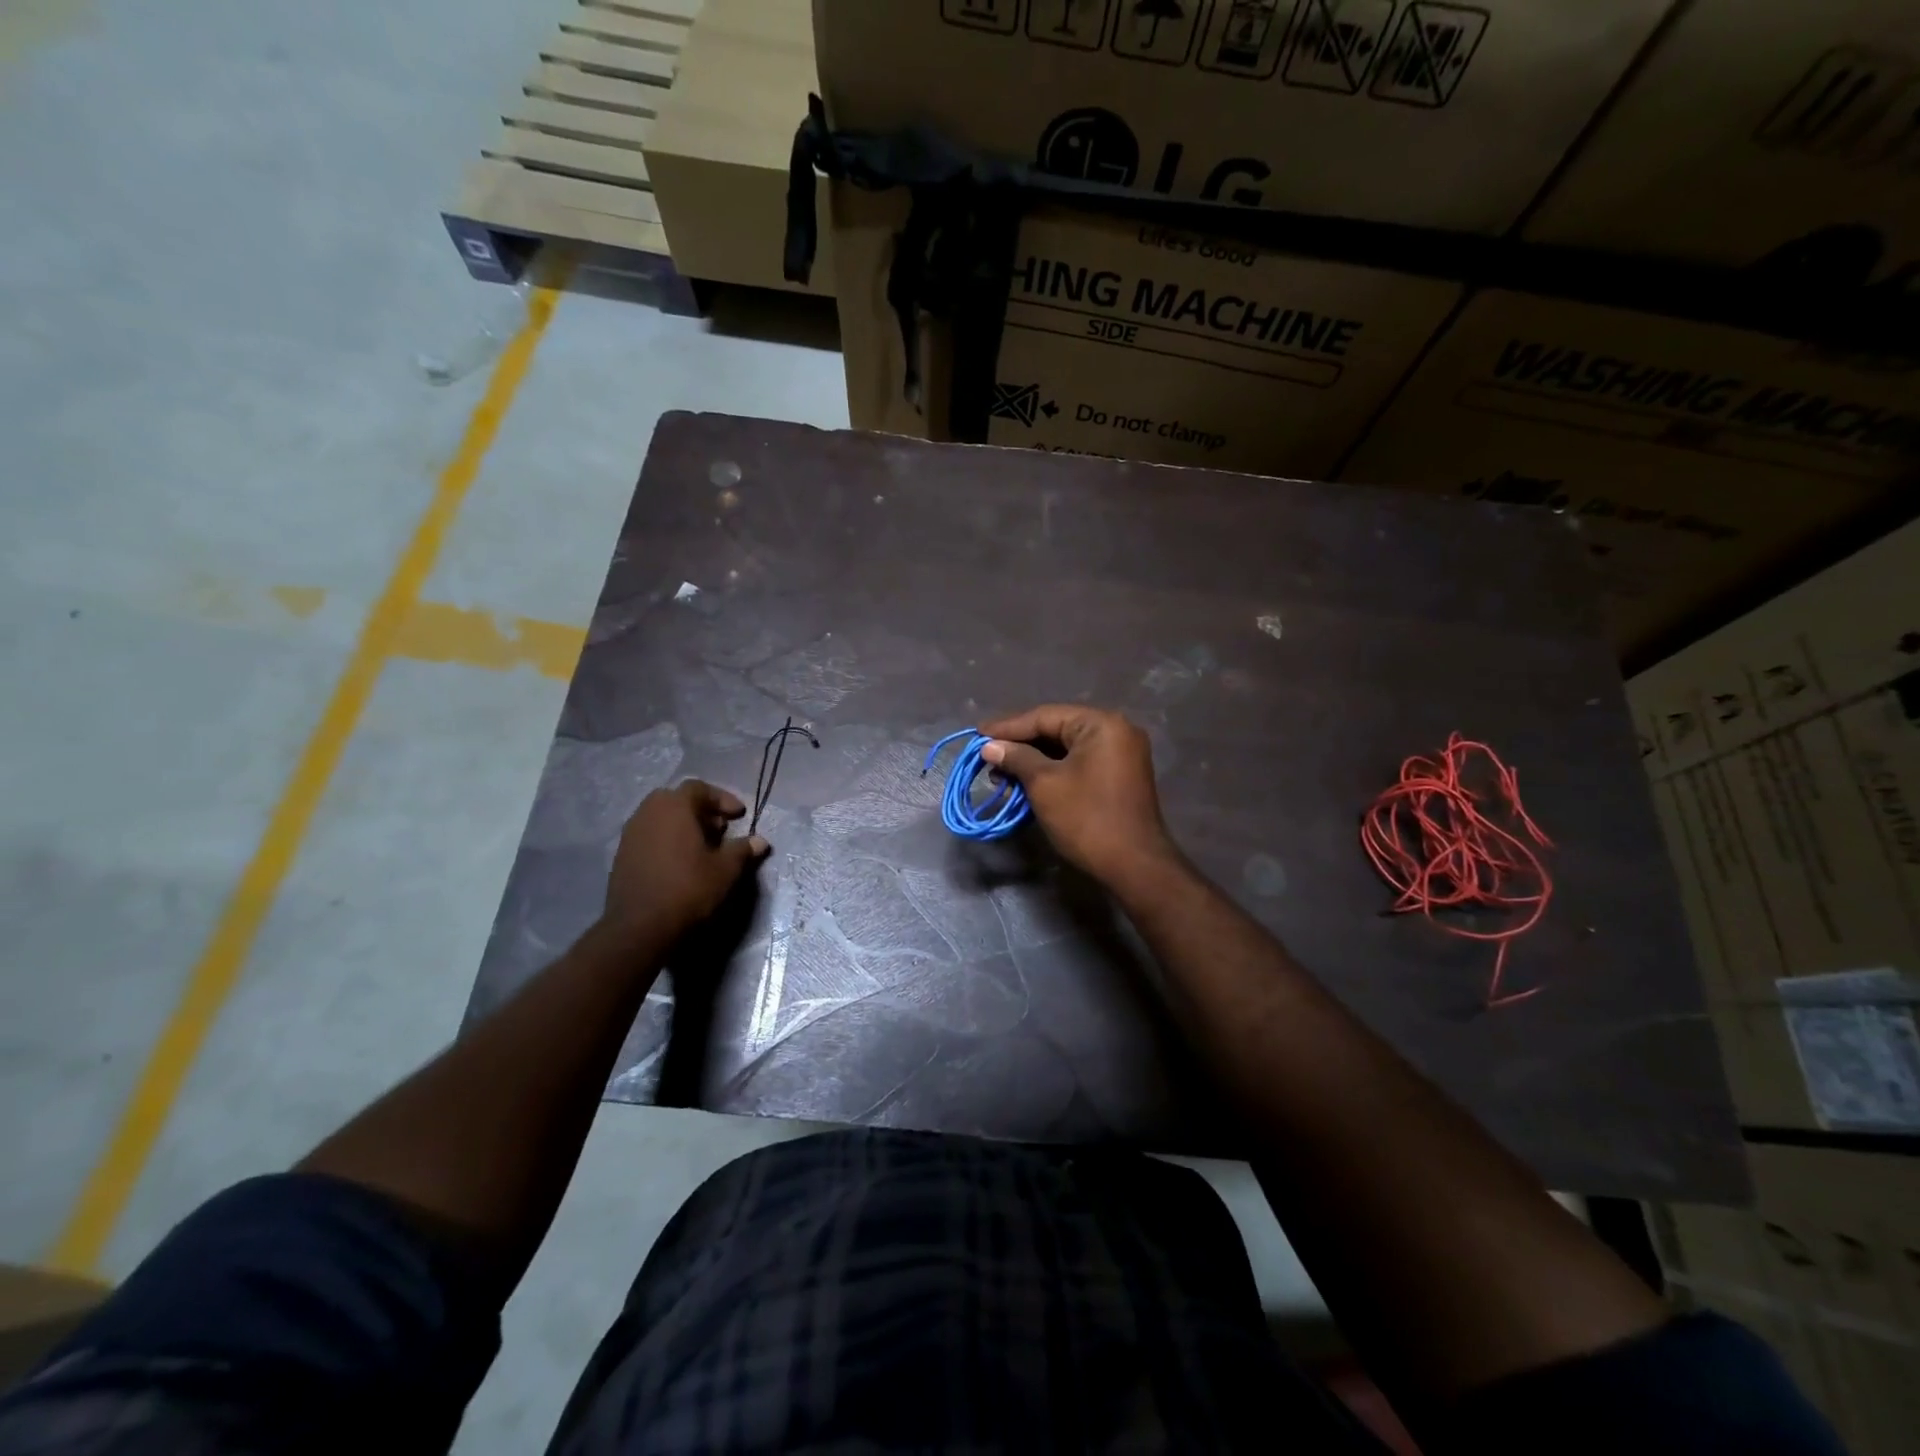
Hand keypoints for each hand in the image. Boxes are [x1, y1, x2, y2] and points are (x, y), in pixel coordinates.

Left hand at [604, 781, 769, 943]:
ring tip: (702, 848)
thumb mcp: (726, 870)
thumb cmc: (688, 890)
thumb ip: (742, 850)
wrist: (639, 929)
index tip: (739, 816)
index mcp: (673, 807)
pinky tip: (680, 863)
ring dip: (682, 826)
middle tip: (719, 829)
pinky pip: (648, 837)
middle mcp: (647, 813)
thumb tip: (760, 842)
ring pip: (659, 818)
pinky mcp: (621, 857)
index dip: (722, 799)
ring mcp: (630, 835)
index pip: (699, 788)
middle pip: (676, 800)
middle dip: (700, 810)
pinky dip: (666, 841)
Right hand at [979, 706, 1181, 889]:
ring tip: (1002, 775)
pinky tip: (1026, 784)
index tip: (977, 735)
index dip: (1008, 727)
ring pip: (1066, 750)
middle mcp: (1116, 731)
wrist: (1134, 865)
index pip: (1045, 716)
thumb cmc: (1087, 818)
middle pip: (1056, 730)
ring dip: (1033, 761)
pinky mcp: (1118, 777)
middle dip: (1019, 745)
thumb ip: (1016, 758)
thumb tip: (989, 746)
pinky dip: (1052, 772)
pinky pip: (1079, 764)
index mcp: (1101, 724)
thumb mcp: (1044, 784)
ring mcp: (1121, 755)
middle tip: (987, 757)